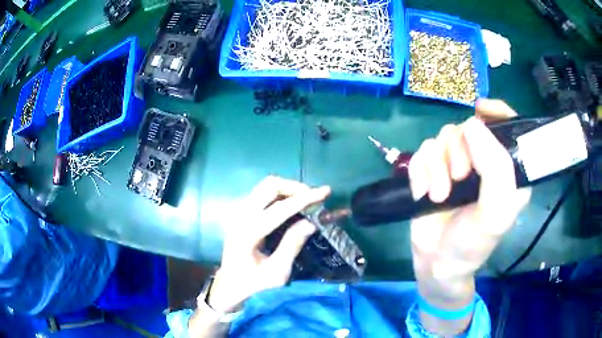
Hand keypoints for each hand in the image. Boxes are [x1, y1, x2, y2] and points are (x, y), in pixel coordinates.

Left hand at [208, 176, 330, 311]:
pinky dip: (280, 194)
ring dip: (287, 189)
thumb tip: (311, 222)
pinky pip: (262, 194)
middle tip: (314, 198)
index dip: (305, 199)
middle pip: (269, 186)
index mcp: (249, 233)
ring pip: (265, 186)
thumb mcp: (277, 272)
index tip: (325, 191)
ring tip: (305, 201)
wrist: (230, 284)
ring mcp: (240, 213)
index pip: (280, 208)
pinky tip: (291, 206)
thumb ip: (292, 245)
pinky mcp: (242, 214)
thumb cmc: (254, 283)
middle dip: (295, 188)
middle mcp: (241, 217)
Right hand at [408, 100, 530, 300]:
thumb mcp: (495, 212)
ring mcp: (456, 164)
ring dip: (437, 166)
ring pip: (443, 138)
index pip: (508, 125)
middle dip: (459, 152)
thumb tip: (472, 125)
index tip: (480, 111)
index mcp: (507, 168)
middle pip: (468, 128)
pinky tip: (421, 192)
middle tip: (458, 179)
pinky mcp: (433, 171)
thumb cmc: (473, 242)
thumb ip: (496, 168)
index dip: (496, 111)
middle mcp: (483, 161)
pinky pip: (422, 151)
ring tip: (438, 195)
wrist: (436, 263)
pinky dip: (419, 171)